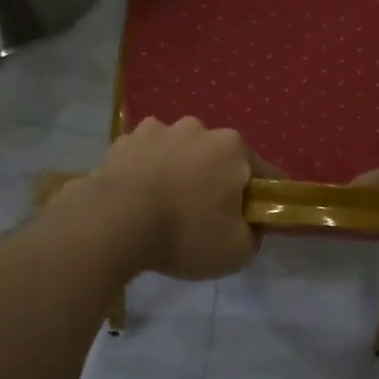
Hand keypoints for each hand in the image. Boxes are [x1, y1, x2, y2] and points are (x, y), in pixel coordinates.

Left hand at [68, 117, 260, 280]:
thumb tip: (250, 224)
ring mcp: (157, 130)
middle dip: (215, 180)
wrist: (115, 222)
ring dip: (178, 171)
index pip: (263, 172)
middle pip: (217, 157)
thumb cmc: (186, 233)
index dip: (263, 197)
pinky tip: (137, 198)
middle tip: (205, 217)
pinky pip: (144, 157)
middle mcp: (197, 128)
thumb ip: (254, 233)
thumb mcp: (237, 250)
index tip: (256, 218)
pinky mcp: (123, 141)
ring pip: (178, 152)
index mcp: (232, 147)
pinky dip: (145, 171)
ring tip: (165, 206)